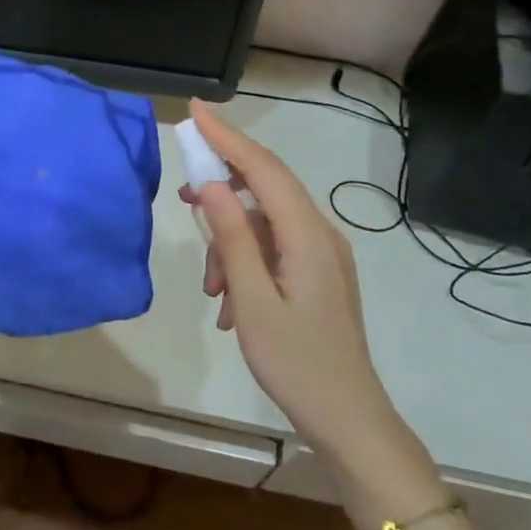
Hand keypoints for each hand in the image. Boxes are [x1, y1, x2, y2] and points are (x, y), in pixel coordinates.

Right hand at [184, 100, 399, 461]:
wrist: (348, 419)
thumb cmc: (296, 363)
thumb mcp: (252, 302)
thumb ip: (232, 239)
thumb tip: (211, 184)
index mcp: (308, 235)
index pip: (263, 169)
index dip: (227, 136)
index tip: (194, 110)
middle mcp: (320, 234)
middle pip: (266, 189)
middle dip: (221, 191)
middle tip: (182, 200)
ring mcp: (323, 254)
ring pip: (265, 225)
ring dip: (231, 245)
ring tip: (211, 289)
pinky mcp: (318, 274)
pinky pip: (275, 250)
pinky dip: (247, 264)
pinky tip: (230, 304)